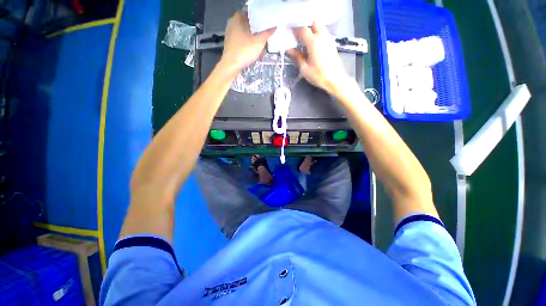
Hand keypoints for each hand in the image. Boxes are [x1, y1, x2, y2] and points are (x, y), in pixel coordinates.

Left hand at [219, 12, 275, 75]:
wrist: (231, 66)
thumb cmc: (244, 51)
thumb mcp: (259, 42)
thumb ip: (267, 33)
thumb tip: (274, 27)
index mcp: (237, 18)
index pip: (250, 14)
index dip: (259, 18)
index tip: (267, 24)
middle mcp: (232, 24)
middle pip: (248, 24)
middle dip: (257, 29)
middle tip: (265, 34)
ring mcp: (230, 35)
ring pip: (245, 33)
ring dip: (253, 37)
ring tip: (261, 43)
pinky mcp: (230, 45)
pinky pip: (242, 41)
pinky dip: (248, 44)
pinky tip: (253, 50)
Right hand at [288, 23, 349, 93]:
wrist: (335, 80)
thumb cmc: (319, 76)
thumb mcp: (305, 69)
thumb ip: (297, 57)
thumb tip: (289, 49)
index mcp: (314, 42)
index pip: (303, 29)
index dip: (295, 29)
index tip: (289, 33)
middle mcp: (322, 36)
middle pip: (313, 23)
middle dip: (305, 27)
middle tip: (298, 36)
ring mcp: (329, 39)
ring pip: (319, 27)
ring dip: (311, 30)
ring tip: (304, 40)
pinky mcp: (332, 44)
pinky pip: (323, 33)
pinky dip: (317, 34)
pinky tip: (312, 45)